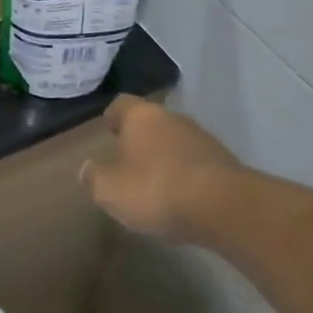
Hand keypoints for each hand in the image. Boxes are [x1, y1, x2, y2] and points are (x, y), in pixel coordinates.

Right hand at [82, 96, 244, 244]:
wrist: (224, 207)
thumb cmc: (157, 189)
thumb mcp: (110, 190)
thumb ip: (94, 178)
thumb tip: (87, 169)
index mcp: (141, 116)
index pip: (121, 105)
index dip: (113, 118)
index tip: (108, 133)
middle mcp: (172, 118)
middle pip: (150, 123)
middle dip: (140, 141)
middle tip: (128, 164)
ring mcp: (202, 139)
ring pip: (175, 143)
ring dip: (164, 160)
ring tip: (155, 188)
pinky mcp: (225, 163)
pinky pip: (196, 165)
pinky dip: (186, 178)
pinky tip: (181, 202)